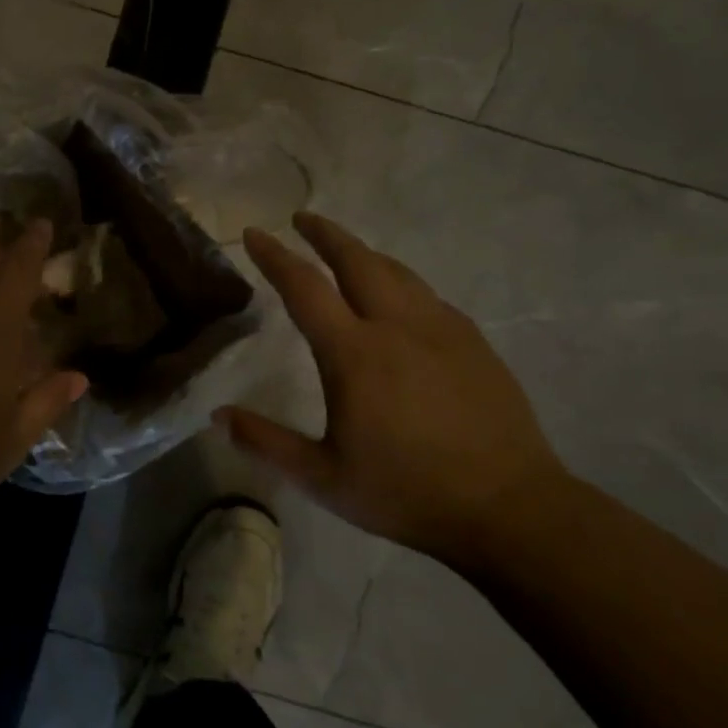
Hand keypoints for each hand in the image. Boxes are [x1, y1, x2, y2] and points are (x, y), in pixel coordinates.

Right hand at [216, 211, 565, 556]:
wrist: (509, 509)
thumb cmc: (406, 493)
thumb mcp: (324, 478)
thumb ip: (266, 442)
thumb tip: (218, 416)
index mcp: (354, 353)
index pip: (304, 287)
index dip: (275, 257)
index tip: (254, 233)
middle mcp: (397, 326)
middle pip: (356, 260)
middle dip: (325, 234)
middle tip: (302, 218)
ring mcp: (442, 329)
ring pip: (396, 272)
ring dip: (363, 253)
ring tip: (344, 249)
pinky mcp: (473, 343)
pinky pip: (427, 296)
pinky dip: (399, 282)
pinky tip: (398, 297)